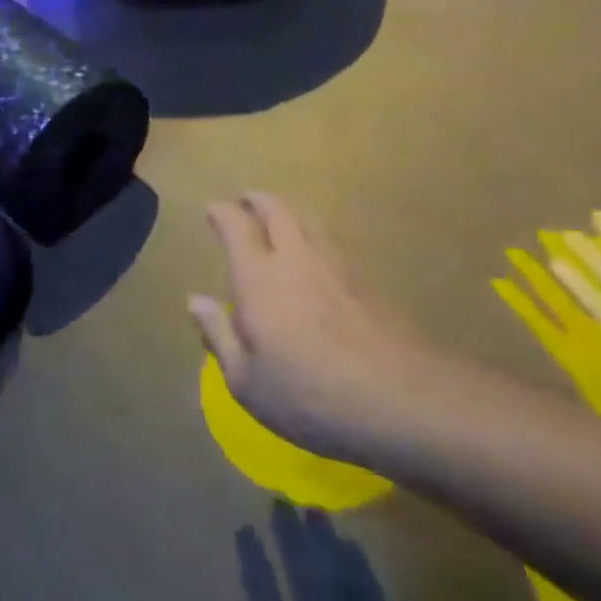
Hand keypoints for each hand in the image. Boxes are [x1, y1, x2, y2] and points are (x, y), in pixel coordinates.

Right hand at [188, 193, 448, 461]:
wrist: (405, 401)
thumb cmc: (310, 395)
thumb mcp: (247, 382)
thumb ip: (219, 335)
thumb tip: (196, 300)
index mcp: (259, 277)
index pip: (236, 226)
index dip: (222, 212)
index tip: (213, 210)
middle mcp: (296, 258)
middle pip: (277, 209)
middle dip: (257, 200)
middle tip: (246, 200)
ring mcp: (337, 266)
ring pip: (309, 221)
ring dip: (289, 214)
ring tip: (279, 220)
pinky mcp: (369, 282)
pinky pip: (332, 244)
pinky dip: (315, 239)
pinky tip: (316, 258)